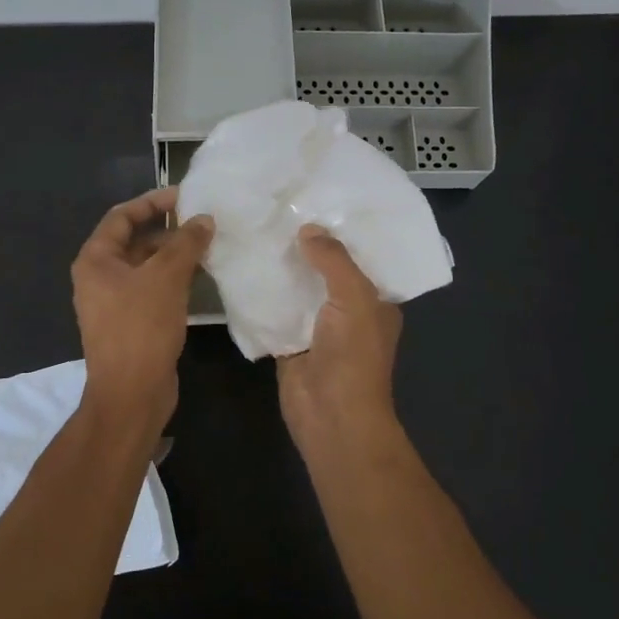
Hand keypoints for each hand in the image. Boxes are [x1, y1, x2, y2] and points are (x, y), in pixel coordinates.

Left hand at [71, 187, 213, 433]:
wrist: (131, 393)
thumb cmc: (141, 328)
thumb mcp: (165, 278)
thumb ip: (186, 243)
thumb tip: (204, 219)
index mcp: (96, 260)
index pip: (122, 216)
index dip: (152, 202)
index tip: (185, 195)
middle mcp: (99, 277)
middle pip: (134, 241)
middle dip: (168, 230)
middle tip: (203, 222)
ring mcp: (114, 302)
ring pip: (146, 267)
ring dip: (174, 255)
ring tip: (208, 246)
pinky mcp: (131, 323)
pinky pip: (152, 289)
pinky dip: (173, 279)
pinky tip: (201, 278)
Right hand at [277, 225, 402, 457]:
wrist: (330, 415)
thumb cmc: (354, 356)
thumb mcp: (354, 298)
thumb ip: (334, 261)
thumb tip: (309, 229)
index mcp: (375, 300)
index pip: (361, 258)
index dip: (342, 233)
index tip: (318, 203)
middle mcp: (347, 311)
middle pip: (325, 271)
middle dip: (307, 247)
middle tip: (279, 210)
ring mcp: (317, 327)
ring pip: (298, 290)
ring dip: (283, 269)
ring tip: (257, 230)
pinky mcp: (289, 342)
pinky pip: (275, 311)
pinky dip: (263, 295)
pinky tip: (243, 268)